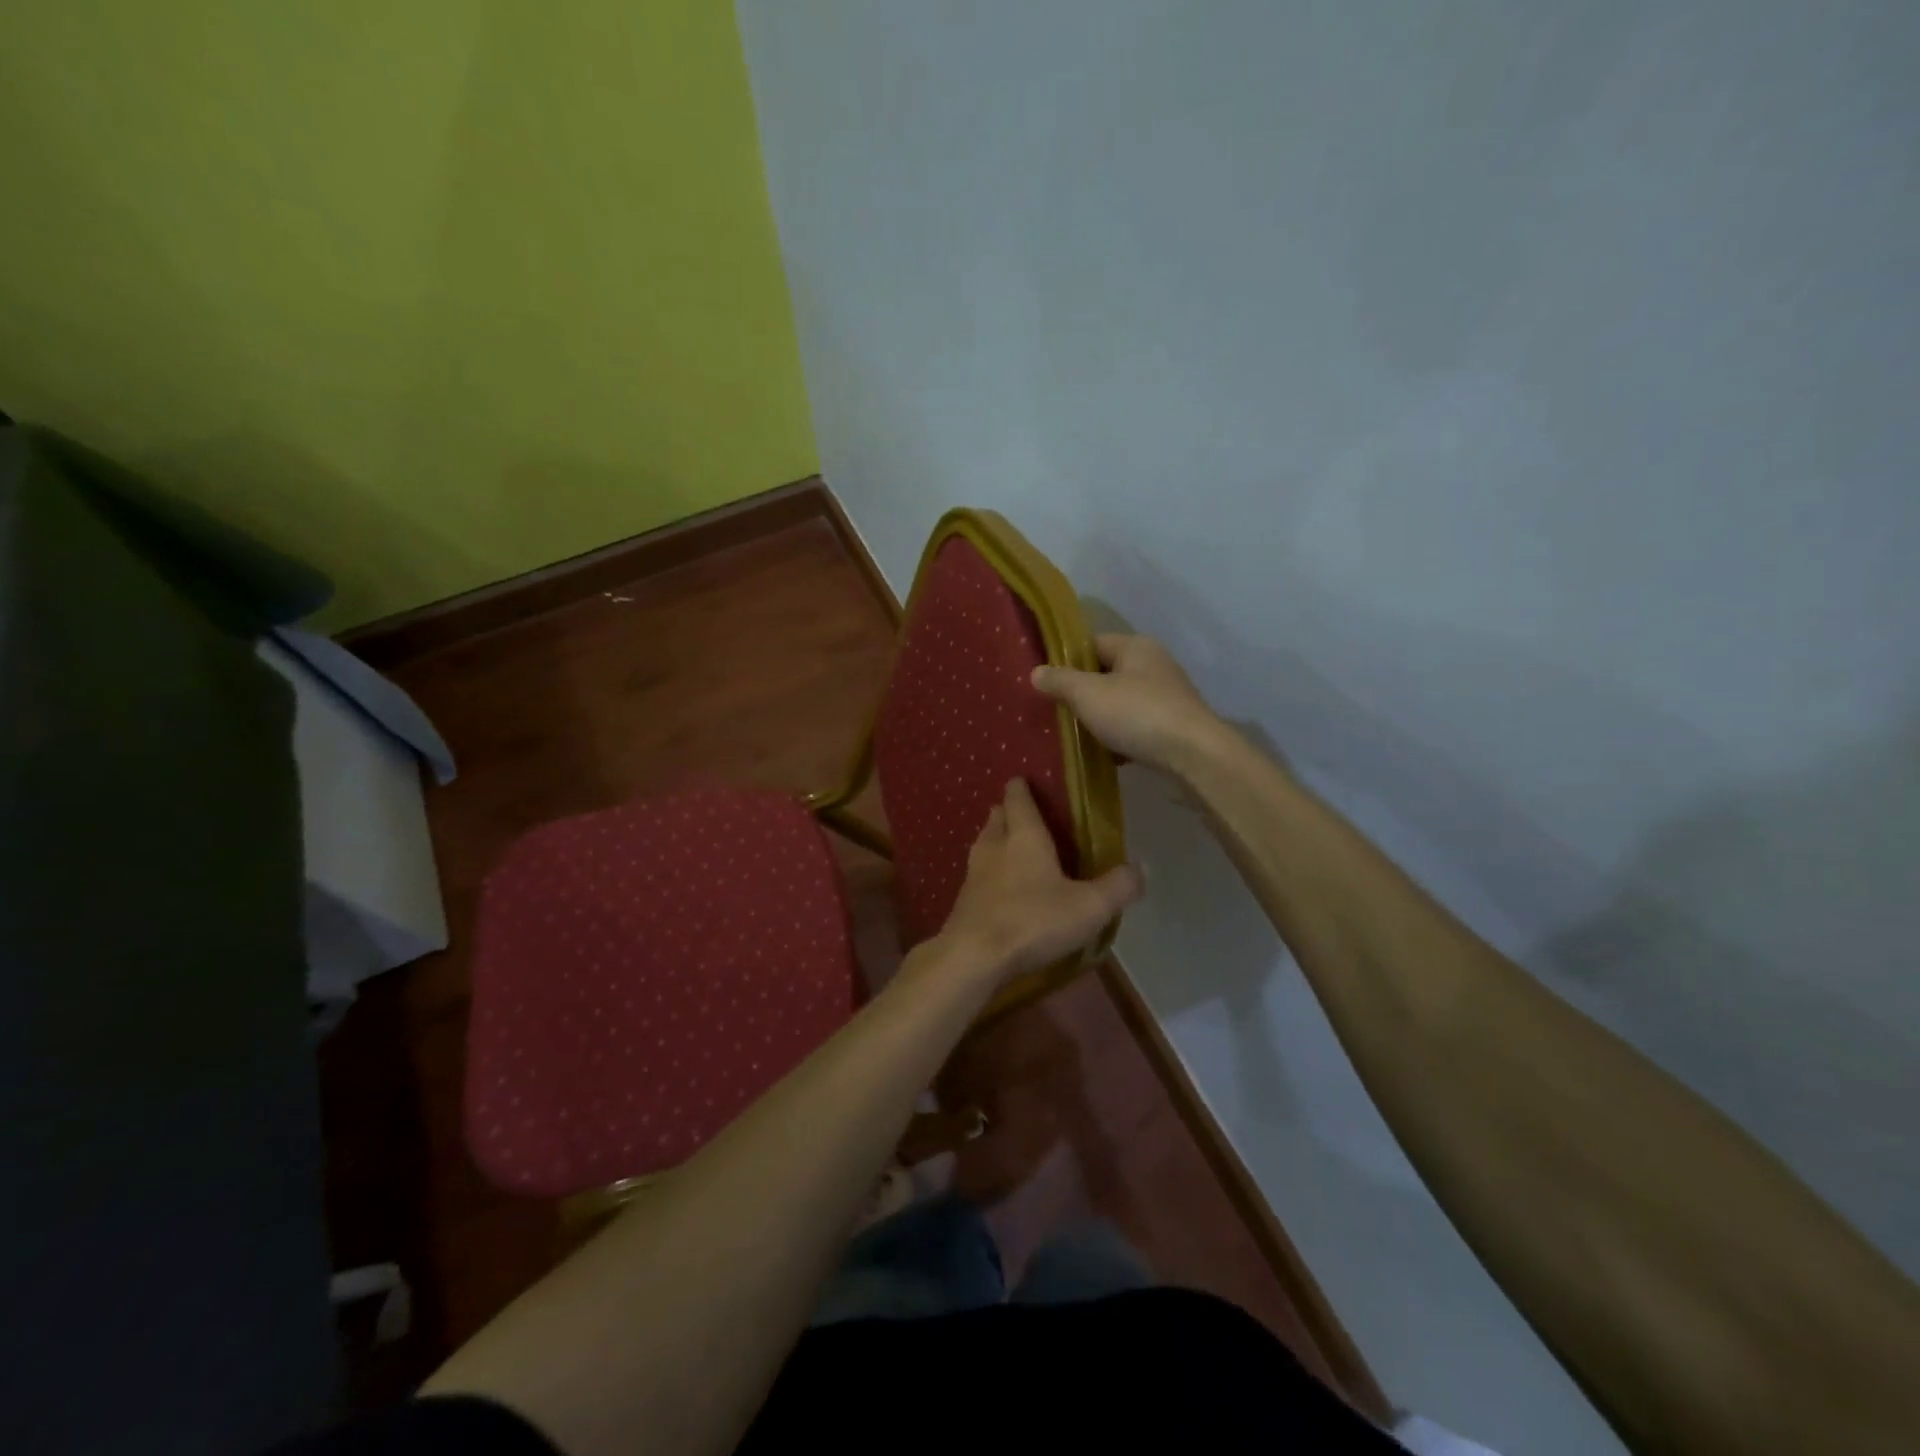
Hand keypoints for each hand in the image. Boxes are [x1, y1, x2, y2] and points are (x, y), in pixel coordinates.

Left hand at [934, 779, 1143, 982]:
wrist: (974, 956)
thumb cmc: (1034, 920)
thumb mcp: (1089, 906)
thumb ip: (1118, 886)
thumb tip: (1141, 868)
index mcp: (1024, 836)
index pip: (1018, 798)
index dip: (1021, 787)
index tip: (1023, 780)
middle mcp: (994, 846)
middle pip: (997, 818)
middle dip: (1008, 812)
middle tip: (1022, 814)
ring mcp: (973, 873)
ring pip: (983, 844)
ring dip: (995, 840)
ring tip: (1011, 847)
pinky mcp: (963, 901)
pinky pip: (977, 875)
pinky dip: (988, 873)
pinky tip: (999, 888)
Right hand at [1032, 634, 1225, 773]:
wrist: (1194, 755)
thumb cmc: (1137, 714)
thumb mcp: (1088, 694)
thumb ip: (1060, 681)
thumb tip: (1036, 672)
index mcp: (1136, 647)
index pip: (1093, 644)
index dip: (1067, 661)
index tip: (1046, 682)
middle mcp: (1155, 665)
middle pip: (1107, 674)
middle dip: (1082, 693)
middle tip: (1056, 712)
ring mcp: (1168, 696)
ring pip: (1121, 703)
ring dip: (1100, 719)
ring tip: (1075, 736)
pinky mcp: (1174, 726)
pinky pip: (1137, 726)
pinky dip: (1120, 738)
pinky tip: (1106, 756)